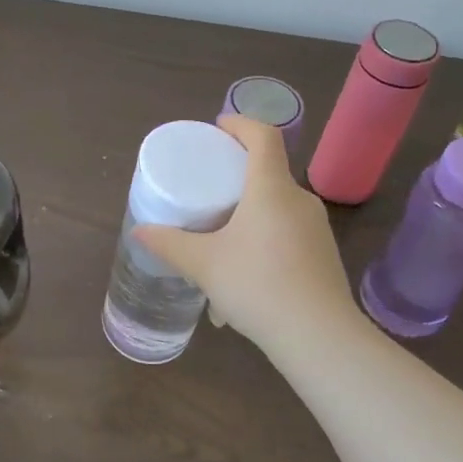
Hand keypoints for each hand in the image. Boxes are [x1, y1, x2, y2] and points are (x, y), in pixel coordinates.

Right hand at [134, 115, 355, 351]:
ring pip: (278, 205)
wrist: (319, 337)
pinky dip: (264, 237)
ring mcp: (317, 228)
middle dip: (239, 172)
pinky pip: (288, 232)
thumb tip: (139, 231)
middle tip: (209, 184)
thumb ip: (169, 244)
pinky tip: (245, 271)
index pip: (264, 136)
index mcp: (271, 188)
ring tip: (222, 235)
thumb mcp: (203, 264)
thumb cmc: (258, 285)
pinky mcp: (323, 255)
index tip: (218, 128)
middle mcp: (299, 199)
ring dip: (250, 210)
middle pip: (269, 170)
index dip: (241, 124)